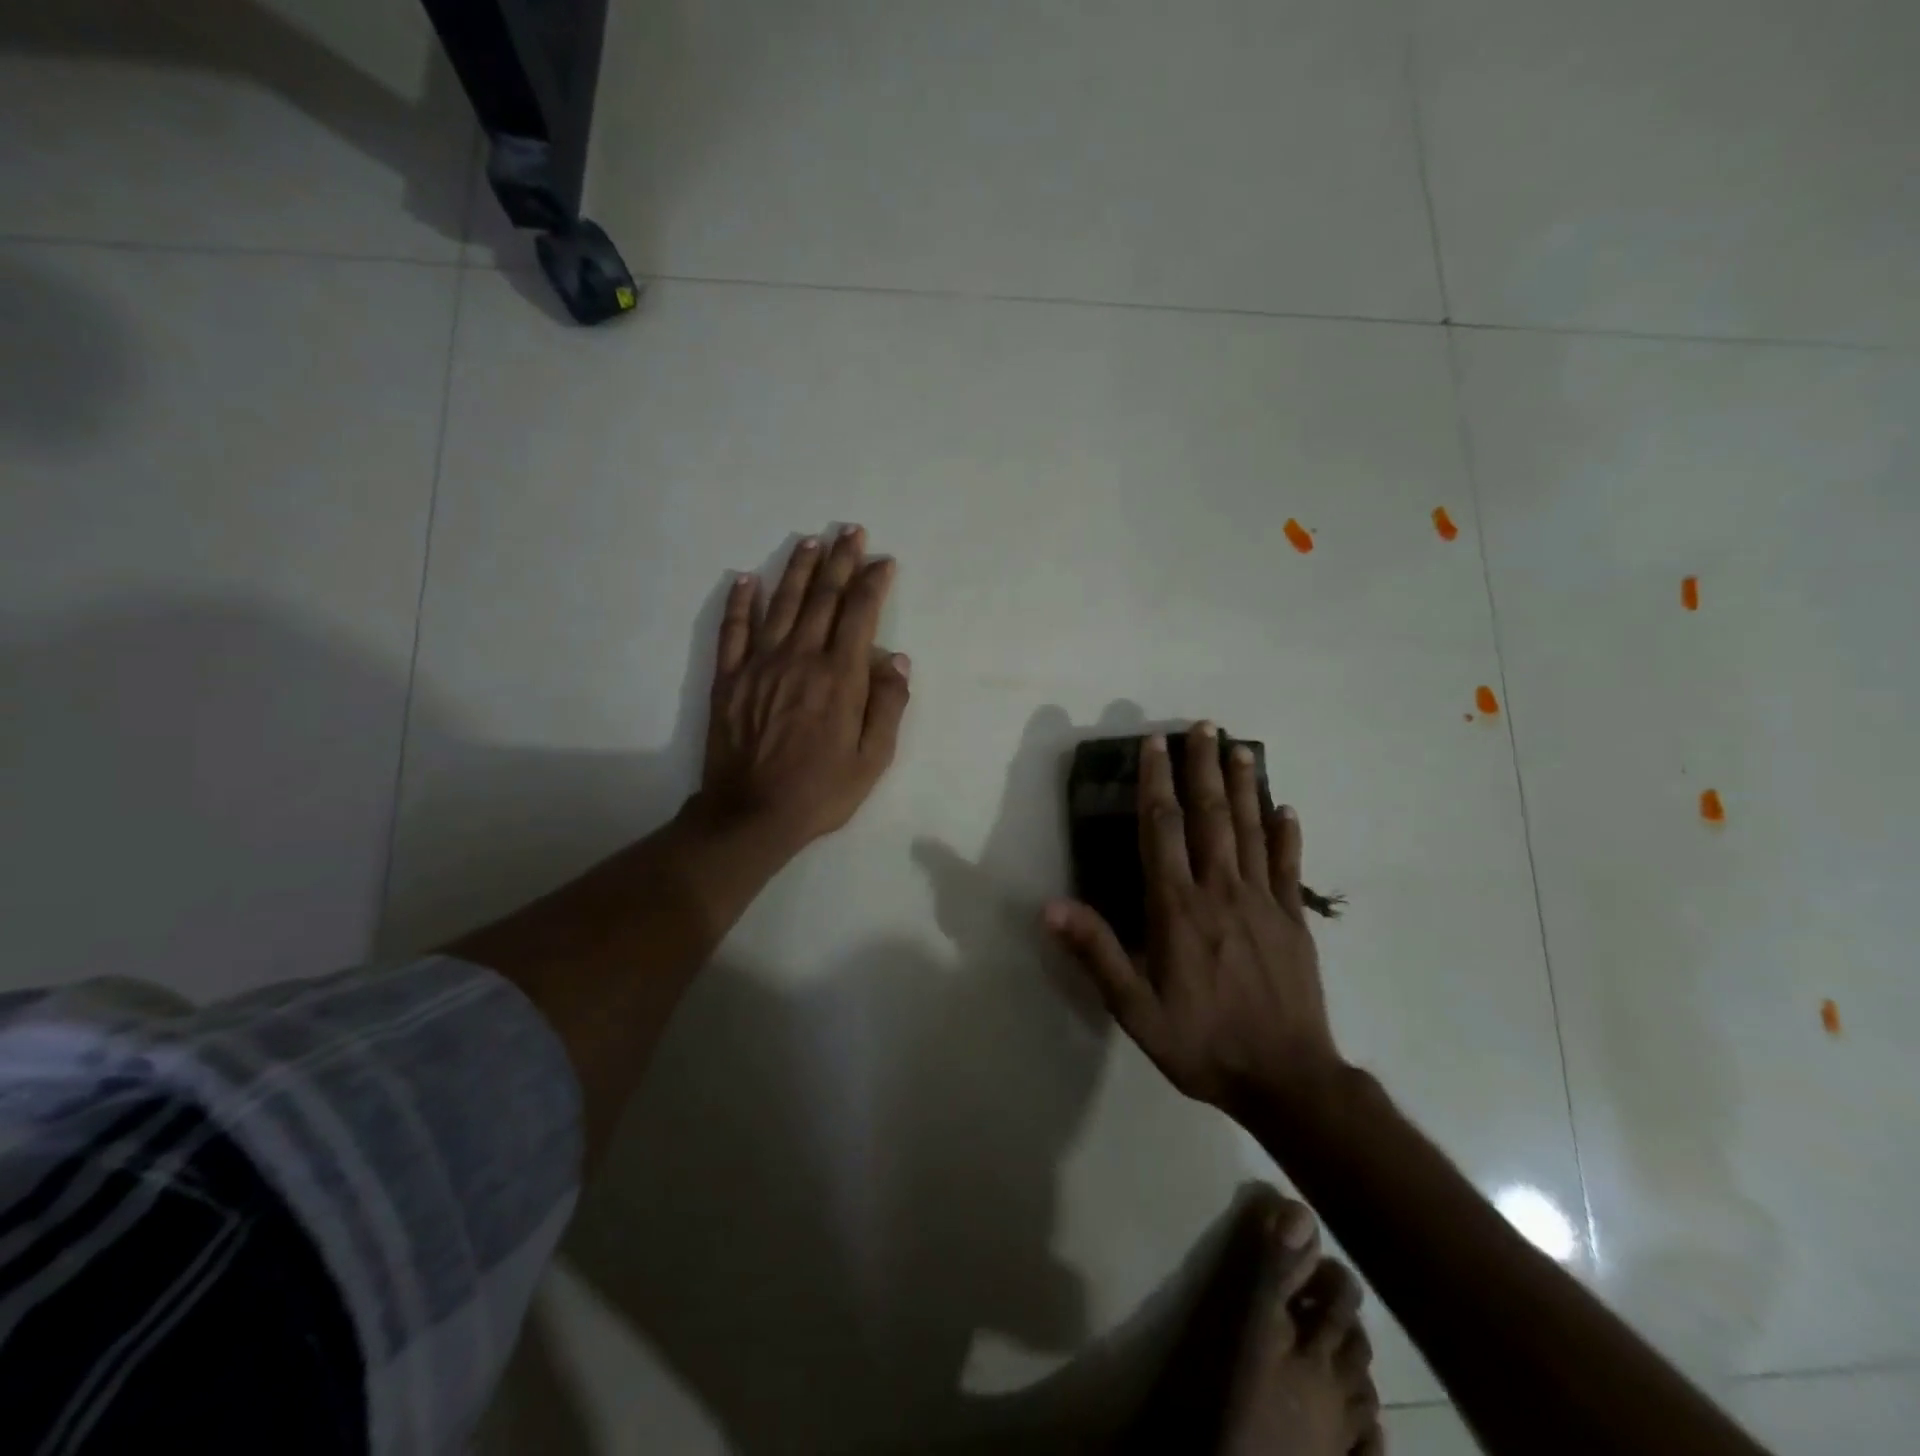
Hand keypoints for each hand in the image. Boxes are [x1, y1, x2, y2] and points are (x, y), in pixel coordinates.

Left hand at [698, 526, 910, 853]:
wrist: (751, 814)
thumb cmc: (821, 791)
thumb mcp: (873, 759)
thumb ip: (888, 705)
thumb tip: (898, 659)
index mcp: (840, 677)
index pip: (860, 614)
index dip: (873, 583)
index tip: (883, 561)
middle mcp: (801, 658)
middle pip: (823, 598)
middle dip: (841, 561)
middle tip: (851, 532)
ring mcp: (760, 664)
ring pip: (782, 604)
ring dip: (799, 570)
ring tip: (812, 542)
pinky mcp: (729, 678)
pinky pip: (734, 629)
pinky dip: (741, 601)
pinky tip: (748, 578)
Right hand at [1044, 723, 1344, 1110]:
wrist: (1287, 1080)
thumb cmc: (1203, 1043)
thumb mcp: (1135, 1009)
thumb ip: (1096, 953)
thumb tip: (1051, 907)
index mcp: (1178, 908)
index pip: (1163, 829)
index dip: (1156, 783)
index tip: (1155, 745)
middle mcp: (1221, 891)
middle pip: (1211, 816)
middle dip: (1203, 768)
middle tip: (1203, 727)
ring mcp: (1264, 902)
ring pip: (1252, 830)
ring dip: (1245, 786)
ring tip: (1240, 749)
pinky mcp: (1294, 920)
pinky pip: (1290, 867)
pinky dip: (1287, 835)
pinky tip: (1287, 809)